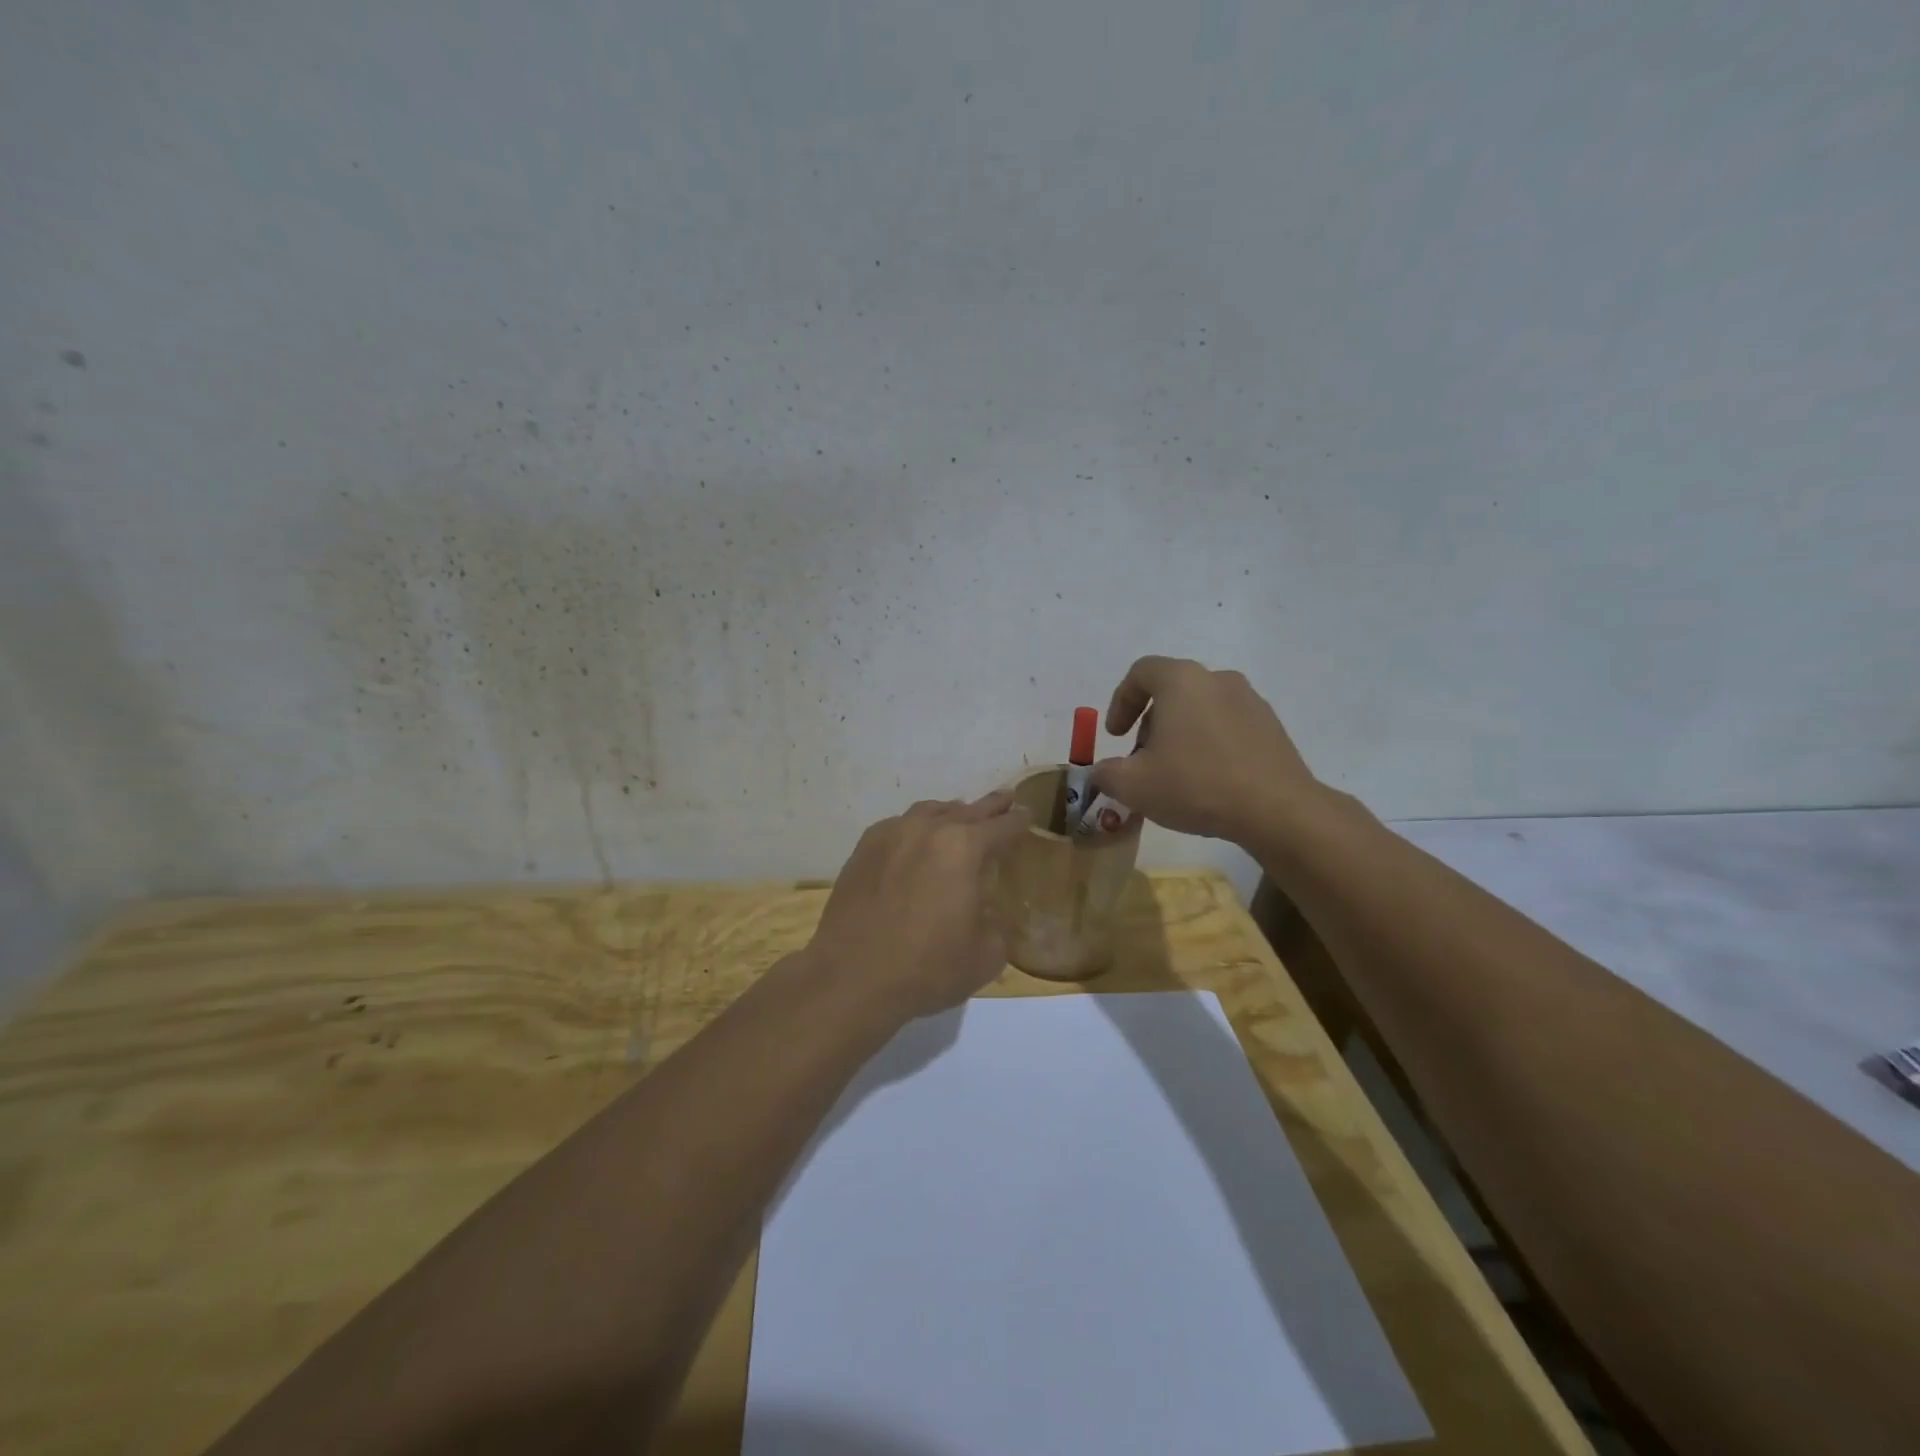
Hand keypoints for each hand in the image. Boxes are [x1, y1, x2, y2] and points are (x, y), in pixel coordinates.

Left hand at [804, 791, 1029, 1020]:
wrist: (852, 977)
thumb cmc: (928, 967)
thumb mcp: (986, 954)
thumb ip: (995, 922)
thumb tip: (984, 910)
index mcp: (965, 848)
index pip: (1002, 826)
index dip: (1019, 821)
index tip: (1027, 815)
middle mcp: (928, 829)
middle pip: (967, 809)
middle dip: (991, 806)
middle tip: (1006, 799)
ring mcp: (892, 834)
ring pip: (930, 812)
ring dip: (951, 813)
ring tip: (960, 816)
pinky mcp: (864, 848)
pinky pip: (899, 826)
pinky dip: (916, 828)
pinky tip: (916, 841)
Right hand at [1089, 656, 1318, 842]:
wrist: (1276, 810)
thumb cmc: (1195, 785)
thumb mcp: (1133, 785)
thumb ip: (1105, 773)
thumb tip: (1102, 772)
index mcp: (1182, 681)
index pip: (1141, 672)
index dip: (1121, 701)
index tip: (1116, 735)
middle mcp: (1217, 679)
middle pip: (1172, 691)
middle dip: (1150, 723)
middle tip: (1143, 760)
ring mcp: (1250, 701)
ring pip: (1201, 709)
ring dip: (1180, 734)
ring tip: (1176, 774)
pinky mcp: (1271, 726)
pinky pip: (1228, 726)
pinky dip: (1210, 744)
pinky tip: (1209, 780)